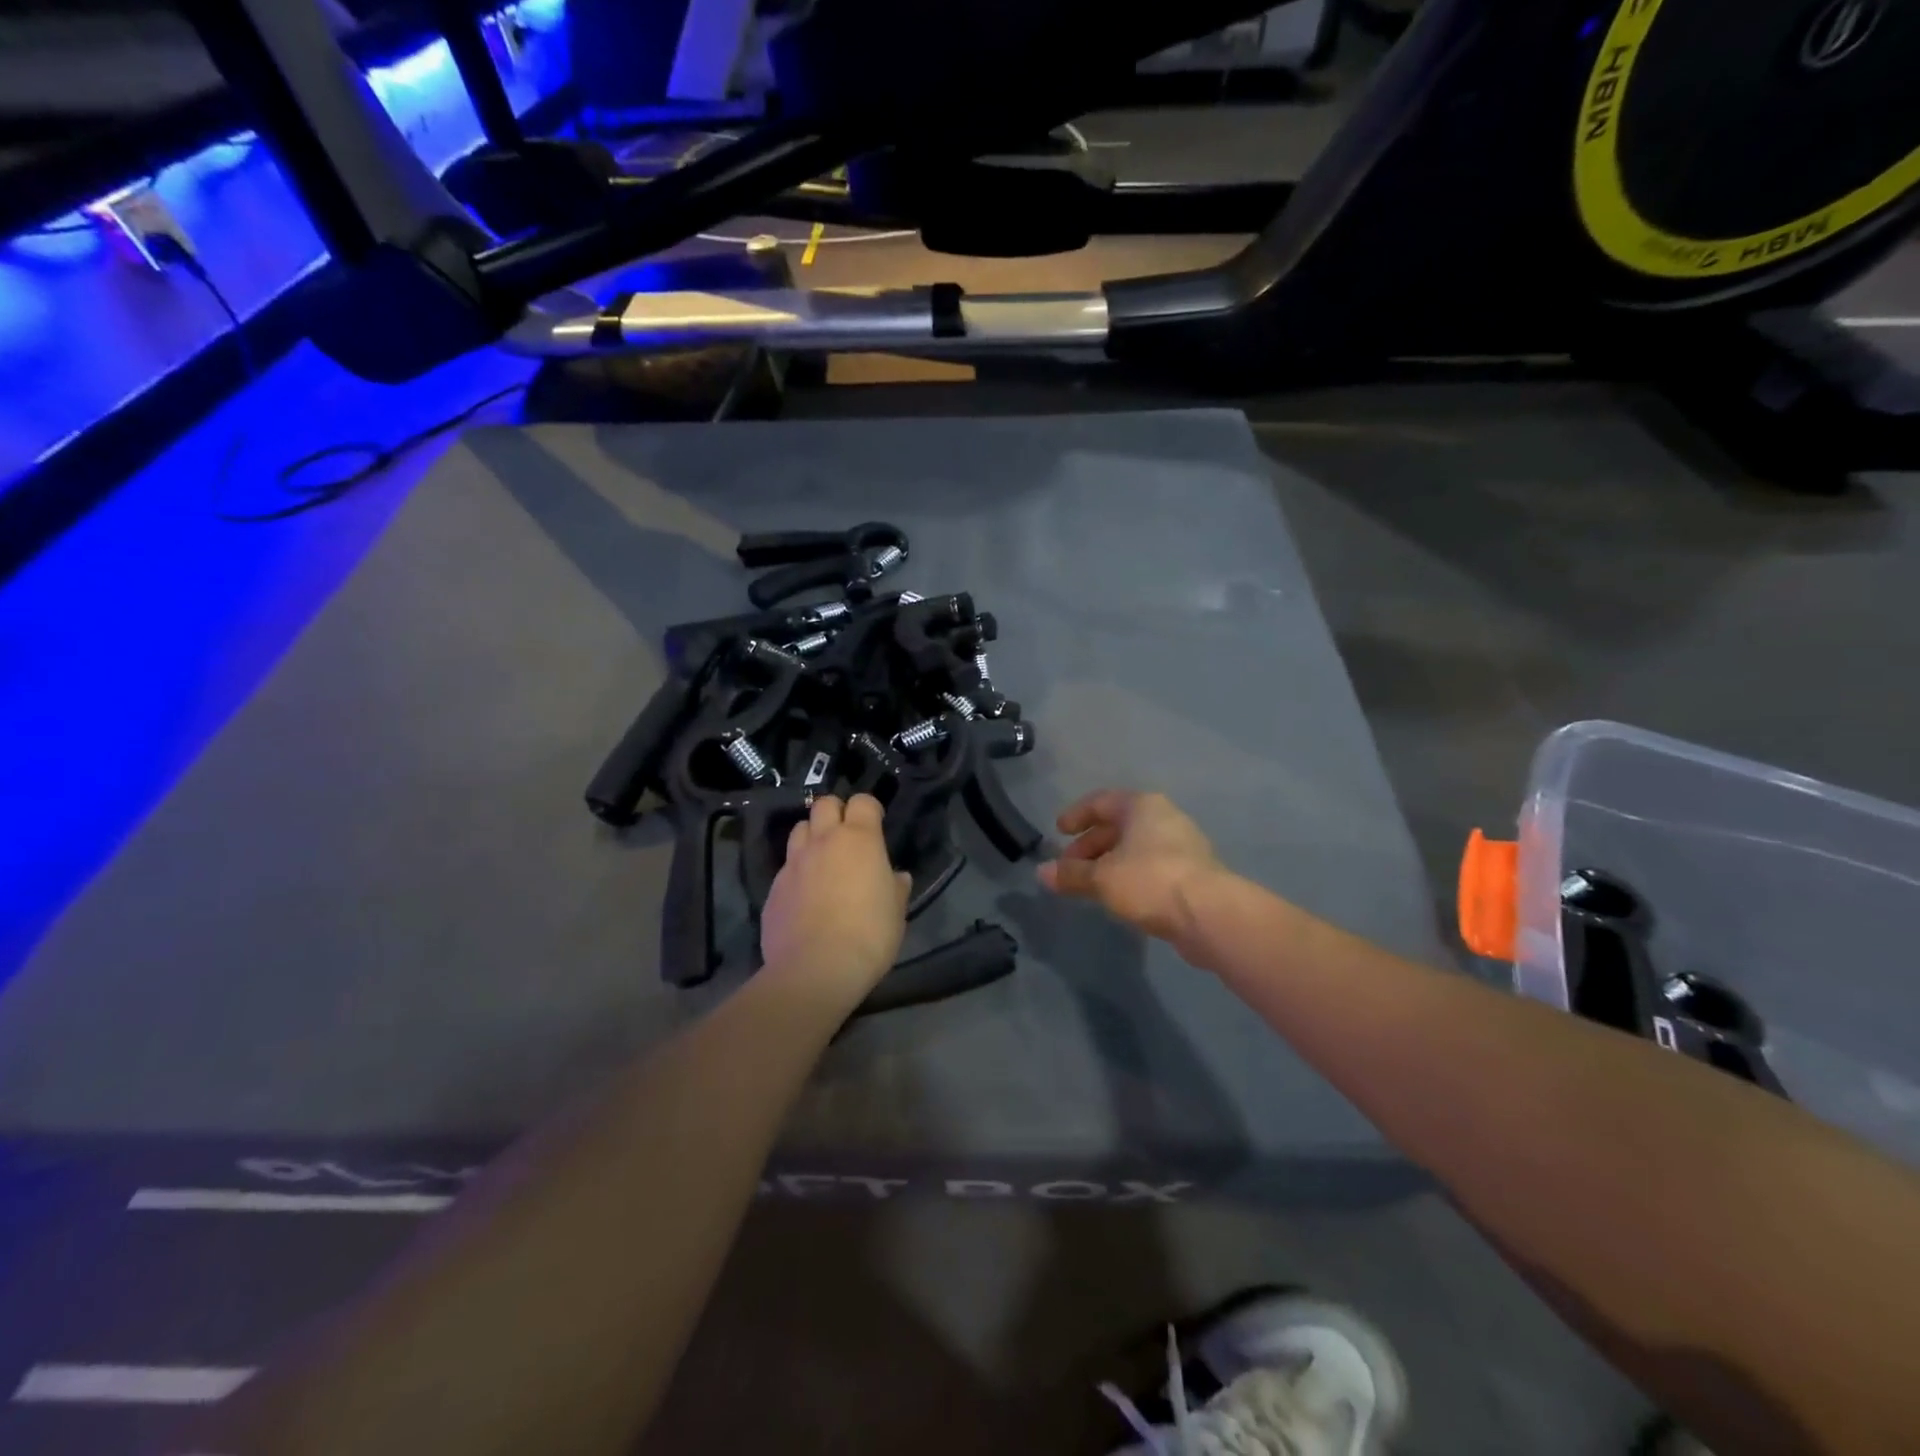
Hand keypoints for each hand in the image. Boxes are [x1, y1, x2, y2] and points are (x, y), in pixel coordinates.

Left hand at [761, 794, 910, 998]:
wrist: (815, 970)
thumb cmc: (868, 936)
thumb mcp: (896, 913)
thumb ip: (895, 888)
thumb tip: (897, 877)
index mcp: (859, 840)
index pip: (863, 801)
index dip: (869, 809)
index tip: (876, 824)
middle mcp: (823, 841)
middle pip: (824, 804)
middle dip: (836, 812)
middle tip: (847, 836)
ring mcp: (794, 863)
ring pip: (800, 829)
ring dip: (812, 836)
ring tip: (822, 859)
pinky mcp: (774, 888)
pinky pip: (786, 867)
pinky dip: (797, 872)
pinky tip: (804, 895)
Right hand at [1039, 791, 1221, 949]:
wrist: (1210, 914)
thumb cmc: (1149, 881)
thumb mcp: (1101, 878)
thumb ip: (1070, 874)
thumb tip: (1041, 872)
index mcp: (1141, 806)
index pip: (1101, 801)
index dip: (1076, 815)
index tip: (1058, 832)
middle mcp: (1164, 817)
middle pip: (1118, 825)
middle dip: (1090, 846)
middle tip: (1068, 868)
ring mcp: (1182, 845)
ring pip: (1135, 847)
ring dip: (1109, 863)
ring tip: (1090, 885)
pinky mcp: (1192, 873)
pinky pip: (1151, 866)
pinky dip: (1129, 875)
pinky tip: (1119, 897)